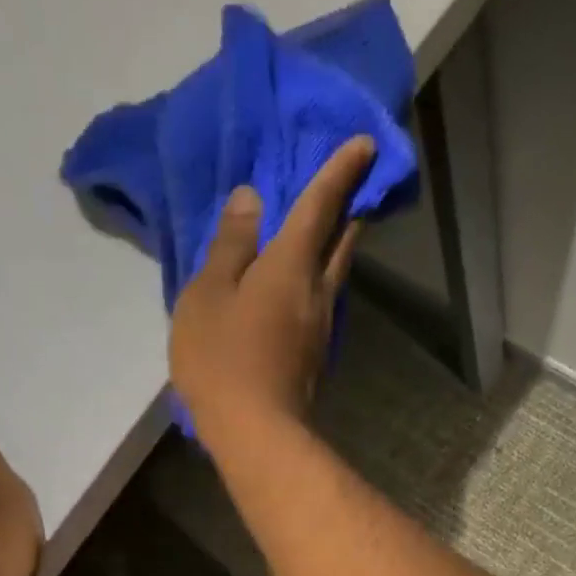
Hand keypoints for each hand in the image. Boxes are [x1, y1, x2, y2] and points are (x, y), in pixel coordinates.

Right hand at [169, 136, 375, 440]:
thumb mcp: (209, 293)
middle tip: (356, 184)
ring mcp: (321, 328)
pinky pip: (320, 302)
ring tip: (326, 229)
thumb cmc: (223, 358)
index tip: (366, 143)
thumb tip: (252, 199)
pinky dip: (317, 280)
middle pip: (340, 241)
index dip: (341, 171)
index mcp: (291, 265)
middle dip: (349, 209)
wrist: (256, 432)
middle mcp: (317, 291)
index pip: (321, 206)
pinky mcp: (315, 356)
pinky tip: (303, 284)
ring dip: (335, 246)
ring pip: (334, 275)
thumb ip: (231, 245)